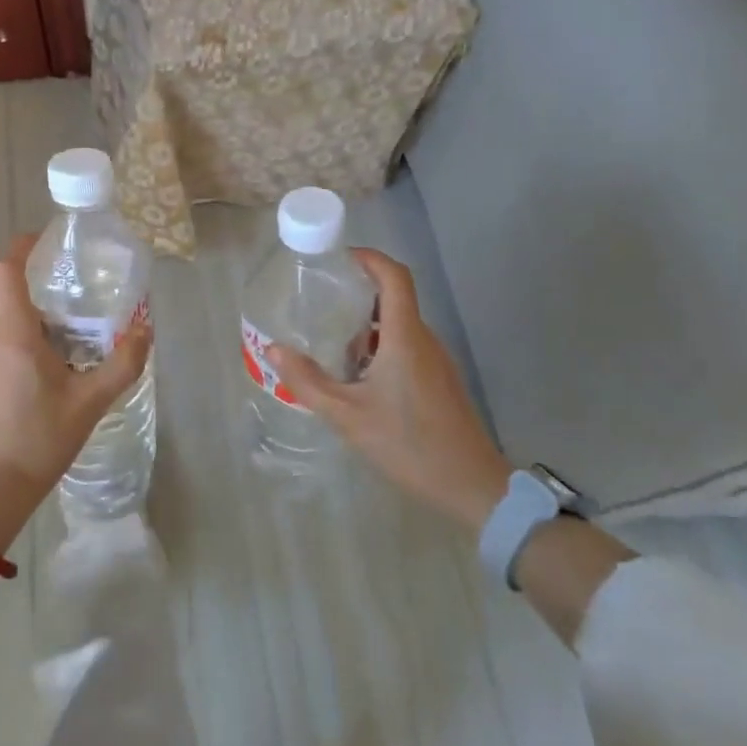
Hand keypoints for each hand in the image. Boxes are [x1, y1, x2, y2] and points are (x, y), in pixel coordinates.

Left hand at [0, 234, 152, 551]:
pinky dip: (13, 352)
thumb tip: (145, 329)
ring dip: (27, 328)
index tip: (46, 242)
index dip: (22, 248)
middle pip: (5, 298)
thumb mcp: (89, 404)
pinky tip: (36, 387)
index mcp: (12, 334)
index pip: (4, 270)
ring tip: (61, 352)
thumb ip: (121, 364)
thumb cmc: (37, 442)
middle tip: (73, 309)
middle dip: (37, 295)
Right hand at [267, 249, 510, 531]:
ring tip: (331, 342)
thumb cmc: (409, 445)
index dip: (369, 258)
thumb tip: (273, 350)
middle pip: (394, 299)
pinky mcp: (440, 381)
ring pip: (399, 327)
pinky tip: (358, 378)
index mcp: (406, 337)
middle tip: (320, 303)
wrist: (473, 487)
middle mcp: (425, 340)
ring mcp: (437, 361)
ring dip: (367, 327)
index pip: (394, 276)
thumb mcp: (348, 416)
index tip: (338, 258)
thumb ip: (308, 382)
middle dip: (357, 295)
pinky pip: (408, 348)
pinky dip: (381, 348)